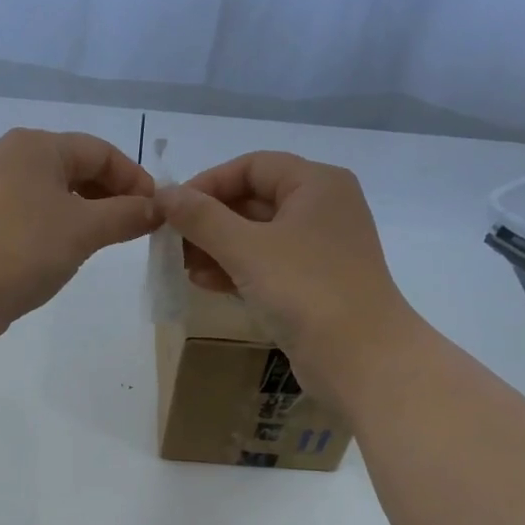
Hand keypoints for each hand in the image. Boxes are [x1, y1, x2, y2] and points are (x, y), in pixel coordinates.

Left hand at [0, 128, 158, 341]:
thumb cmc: (22, 248)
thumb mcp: (84, 229)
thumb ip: (126, 215)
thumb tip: (157, 209)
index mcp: (38, 145)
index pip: (101, 150)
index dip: (135, 178)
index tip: (158, 212)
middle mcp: (16, 159)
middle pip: (79, 169)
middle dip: (113, 196)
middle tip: (138, 229)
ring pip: (59, 195)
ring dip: (90, 214)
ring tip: (111, 242)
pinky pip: (40, 217)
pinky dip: (64, 229)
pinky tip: (73, 252)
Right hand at [154, 151, 422, 400]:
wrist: (361, 359)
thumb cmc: (305, 290)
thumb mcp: (246, 249)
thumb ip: (201, 218)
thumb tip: (163, 193)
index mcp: (316, 184)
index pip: (252, 166)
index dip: (208, 183)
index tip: (171, 210)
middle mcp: (322, 209)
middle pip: (254, 200)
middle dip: (209, 221)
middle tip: (171, 243)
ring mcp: (320, 249)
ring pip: (257, 237)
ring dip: (217, 248)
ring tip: (182, 267)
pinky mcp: (314, 285)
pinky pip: (267, 266)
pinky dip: (236, 270)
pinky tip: (204, 284)